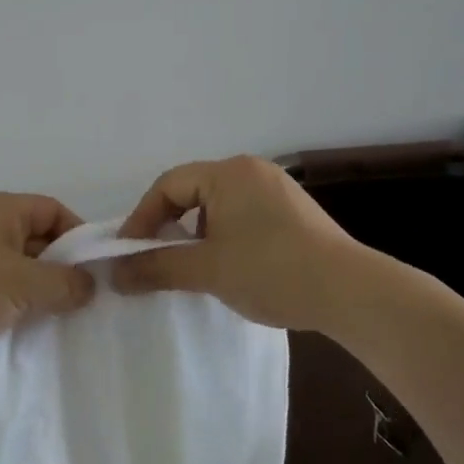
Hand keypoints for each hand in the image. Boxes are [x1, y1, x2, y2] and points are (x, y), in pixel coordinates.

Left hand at [0, 192, 95, 372]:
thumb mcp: (21, 283)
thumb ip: (64, 284)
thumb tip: (90, 287)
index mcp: (0, 209)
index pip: (53, 210)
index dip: (79, 236)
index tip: (97, 271)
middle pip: (38, 240)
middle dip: (63, 268)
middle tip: (87, 301)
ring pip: (19, 269)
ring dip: (40, 292)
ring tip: (66, 319)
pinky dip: (17, 306)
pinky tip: (33, 330)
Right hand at [112, 156, 367, 330]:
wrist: (350, 292)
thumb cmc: (270, 270)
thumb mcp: (206, 269)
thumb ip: (156, 267)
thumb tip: (113, 274)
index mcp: (228, 173)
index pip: (168, 185)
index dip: (141, 218)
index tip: (128, 253)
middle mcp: (252, 171)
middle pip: (193, 192)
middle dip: (168, 226)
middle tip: (154, 259)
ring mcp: (277, 190)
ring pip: (219, 206)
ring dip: (195, 234)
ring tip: (190, 267)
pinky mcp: (294, 213)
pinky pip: (243, 216)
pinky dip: (224, 237)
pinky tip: (228, 267)